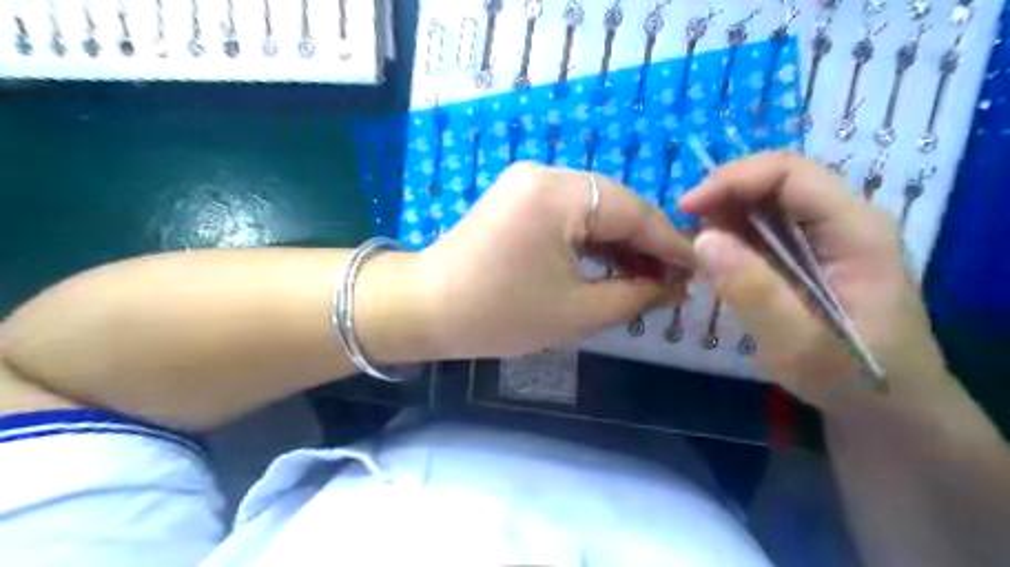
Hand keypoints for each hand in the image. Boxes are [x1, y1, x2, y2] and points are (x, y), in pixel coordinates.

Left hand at [411, 163, 696, 359]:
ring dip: (620, 243)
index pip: (634, 212)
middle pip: (615, 205)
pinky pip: (569, 214)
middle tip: (672, 281)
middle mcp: (545, 174)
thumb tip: (675, 287)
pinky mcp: (518, 197)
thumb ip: (635, 295)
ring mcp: (528, 182)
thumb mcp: (576, 312)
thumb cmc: (498, 315)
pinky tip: (611, 265)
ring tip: (647, 279)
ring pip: (594, 210)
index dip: (671, 244)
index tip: (700, 269)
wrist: (426, 309)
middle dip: (646, 244)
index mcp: (558, 194)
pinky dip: (592, 240)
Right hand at [677, 152, 955, 412]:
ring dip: (725, 214)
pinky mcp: (813, 252)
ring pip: (768, 201)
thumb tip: (701, 238)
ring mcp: (831, 235)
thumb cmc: (852, 379)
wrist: (890, 407)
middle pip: (778, 180)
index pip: (791, 173)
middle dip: (723, 195)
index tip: (686, 208)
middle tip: (684, 230)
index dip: (733, 179)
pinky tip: (716, 259)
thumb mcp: (798, 344)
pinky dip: (733, 234)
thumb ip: (753, 290)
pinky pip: (766, 227)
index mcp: (856, 231)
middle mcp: (846, 220)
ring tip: (694, 248)